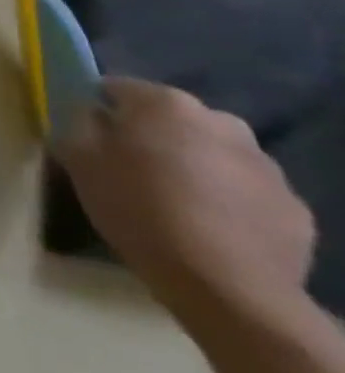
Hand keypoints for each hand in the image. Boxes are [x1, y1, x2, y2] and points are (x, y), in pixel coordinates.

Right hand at [55, 77, 314, 336]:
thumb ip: (80, 123)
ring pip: (214, 154)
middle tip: (130, 169)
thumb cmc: (136, 207)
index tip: (88, 135)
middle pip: (173, 120)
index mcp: (166, 104)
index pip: (117, 88)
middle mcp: (222, 122)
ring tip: (173, 202)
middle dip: (153, 136)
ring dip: (193, 166)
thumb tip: (93, 115)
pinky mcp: (294, 207)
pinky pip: (246, 191)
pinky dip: (226, 199)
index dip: (98, 108)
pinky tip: (208, 227)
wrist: (225, 284)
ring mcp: (267, 166)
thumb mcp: (78, 158)